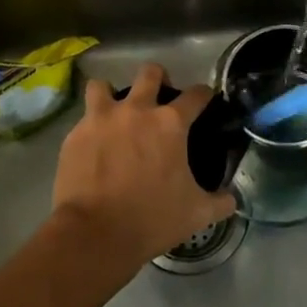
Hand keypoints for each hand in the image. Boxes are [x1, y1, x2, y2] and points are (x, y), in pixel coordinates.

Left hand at [51, 64, 235, 276]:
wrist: (94, 233)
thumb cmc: (152, 219)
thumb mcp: (196, 214)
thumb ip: (220, 201)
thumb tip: (232, 198)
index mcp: (170, 124)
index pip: (196, 95)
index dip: (204, 94)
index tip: (205, 99)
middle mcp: (137, 110)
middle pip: (150, 73)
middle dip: (158, 78)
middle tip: (158, 98)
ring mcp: (101, 119)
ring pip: (103, 85)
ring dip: (111, 94)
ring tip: (114, 112)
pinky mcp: (75, 135)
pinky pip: (84, 119)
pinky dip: (91, 127)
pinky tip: (94, 145)